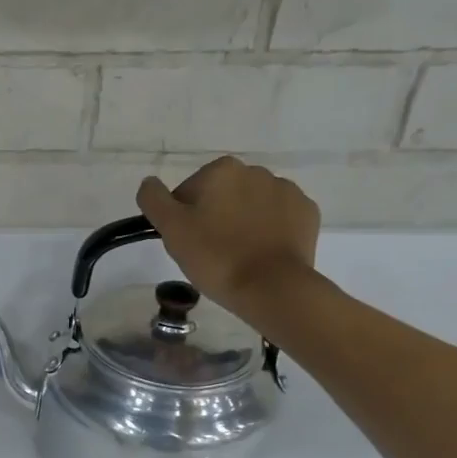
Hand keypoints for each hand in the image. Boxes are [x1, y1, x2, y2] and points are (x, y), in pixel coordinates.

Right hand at [136, 158, 321, 315]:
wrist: (272, 287)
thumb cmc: (215, 257)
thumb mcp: (171, 230)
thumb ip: (154, 200)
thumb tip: (149, 182)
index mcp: (221, 170)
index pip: (188, 192)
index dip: (182, 218)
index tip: (188, 243)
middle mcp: (256, 171)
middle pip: (222, 195)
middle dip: (214, 217)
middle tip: (209, 252)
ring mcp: (286, 191)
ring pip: (251, 206)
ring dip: (242, 223)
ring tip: (237, 256)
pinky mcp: (307, 213)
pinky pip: (278, 218)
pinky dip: (268, 231)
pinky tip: (261, 254)